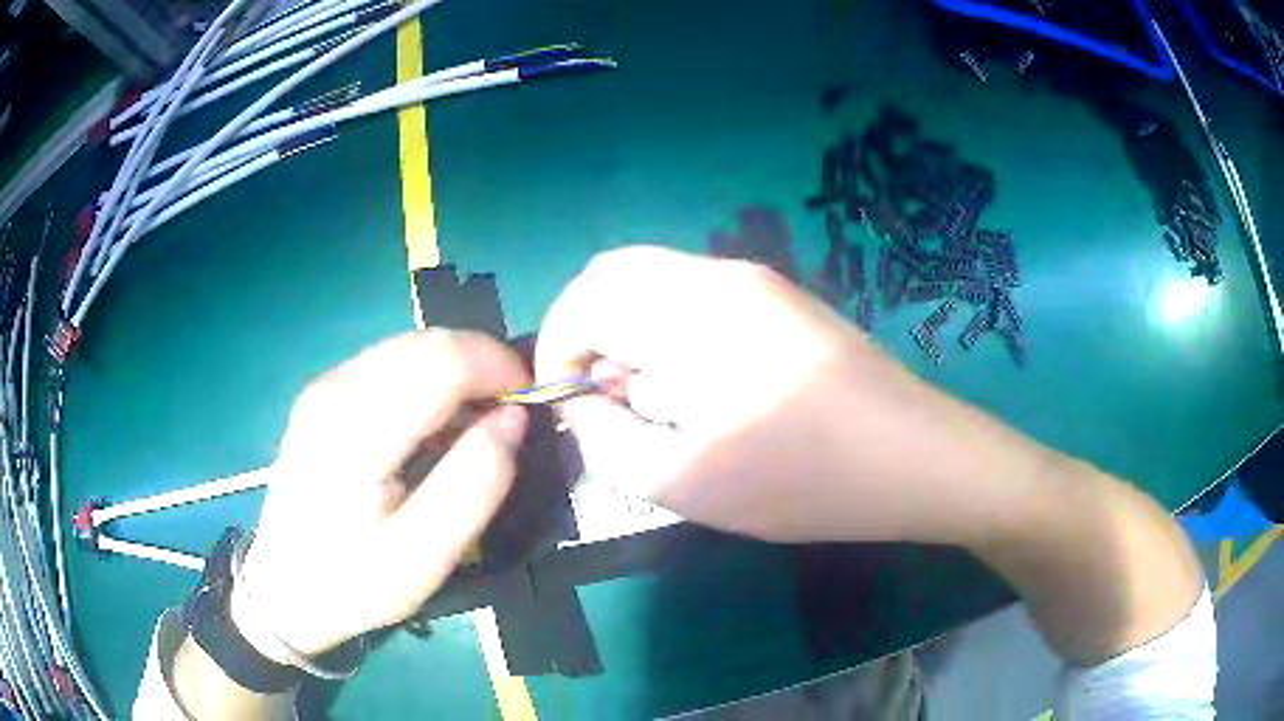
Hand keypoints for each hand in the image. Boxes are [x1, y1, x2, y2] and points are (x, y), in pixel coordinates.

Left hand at [232, 331, 529, 659]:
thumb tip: (514, 420)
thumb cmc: (354, 582)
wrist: (284, 590)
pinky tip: (432, 426)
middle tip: (508, 419)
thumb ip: (474, 486)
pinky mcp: (324, 393)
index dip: (499, 368)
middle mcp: (335, 391)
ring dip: (457, 371)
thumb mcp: (424, 557)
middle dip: (483, 365)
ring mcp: (325, 387)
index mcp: (355, 432)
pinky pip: (390, 362)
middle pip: (427, 343)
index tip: (532, 404)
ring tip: (473, 426)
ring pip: (410, 346)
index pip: (442, 361)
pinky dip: (428, 379)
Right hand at [536, 246, 1054, 544]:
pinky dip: (670, 329)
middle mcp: (718, 274)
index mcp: (689, 310)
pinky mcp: (781, 296)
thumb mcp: (684, 482)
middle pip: (611, 273)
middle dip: (588, 332)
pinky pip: (695, 295)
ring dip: (631, 330)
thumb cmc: (802, 479)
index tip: (568, 403)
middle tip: (609, 399)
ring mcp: (756, 279)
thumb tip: (585, 401)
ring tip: (660, 400)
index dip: (556, 350)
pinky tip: (706, 386)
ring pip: (654, 281)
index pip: (582, 299)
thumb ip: (606, 441)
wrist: (916, 456)